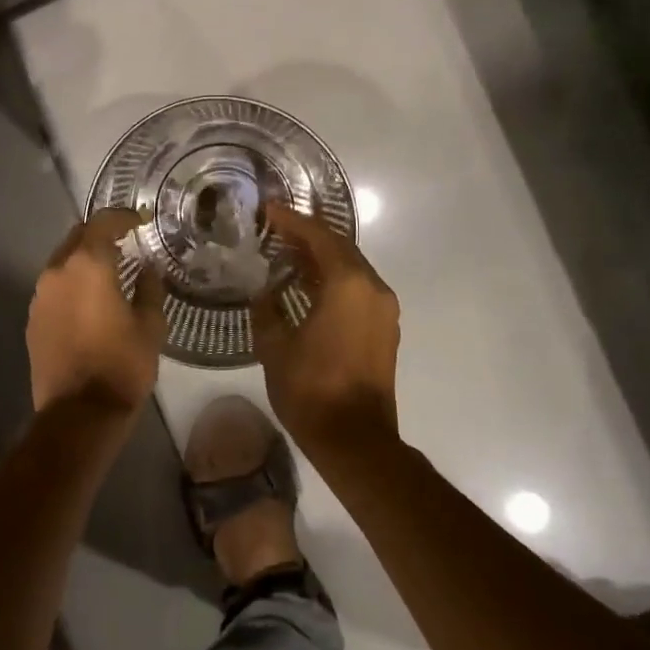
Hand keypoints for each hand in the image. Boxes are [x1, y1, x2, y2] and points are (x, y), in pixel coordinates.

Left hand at [27, 208, 167, 415]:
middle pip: (77, 237)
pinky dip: (71, 284)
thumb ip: (149, 288)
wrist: (79, 413)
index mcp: (88, 265)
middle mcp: (57, 272)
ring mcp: (40, 296)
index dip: (122, 217)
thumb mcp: (150, 325)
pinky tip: (89, 300)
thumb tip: (147, 269)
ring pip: (62, 262)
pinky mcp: (33, 319)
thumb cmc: (122, 365)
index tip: (139, 221)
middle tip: (124, 242)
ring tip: (108, 271)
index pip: (102, 223)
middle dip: (100, 234)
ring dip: (83, 259)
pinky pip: (54, 288)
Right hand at [252, 202, 400, 457]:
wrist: (355, 441)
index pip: (319, 237)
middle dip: (308, 234)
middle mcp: (373, 288)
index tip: (268, 209)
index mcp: (348, 285)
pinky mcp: (384, 329)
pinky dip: (333, 279)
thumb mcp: (274, 346)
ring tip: (287, 253)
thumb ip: (266, 308)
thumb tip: (264, 291)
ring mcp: (383, 309)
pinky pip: (358, 289)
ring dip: (322, 257)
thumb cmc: (311, 389)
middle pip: (340, 247)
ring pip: (351, 268)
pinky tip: (307, 286)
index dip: (292, 220)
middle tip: (276, 228)